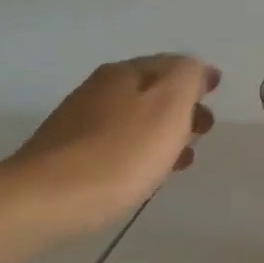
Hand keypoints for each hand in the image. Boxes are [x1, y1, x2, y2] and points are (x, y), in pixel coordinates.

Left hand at [15, 55, 217, 231]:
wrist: (48, 199)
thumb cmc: (120, 153)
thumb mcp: (168, 106)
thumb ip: (188, 78)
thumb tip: (197, 68)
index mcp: (125, 73)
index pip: (170, 63)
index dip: (196, 76)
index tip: (215, 90)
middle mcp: (99, 89)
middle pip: (150, 90)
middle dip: (181, 106)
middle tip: (204, 129)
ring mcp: (79, 122)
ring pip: (134, 118)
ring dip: (162, 131)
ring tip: (182, 158)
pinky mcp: (68, 154)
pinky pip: (116, 143)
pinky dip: (140, 150)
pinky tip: (145, 172)